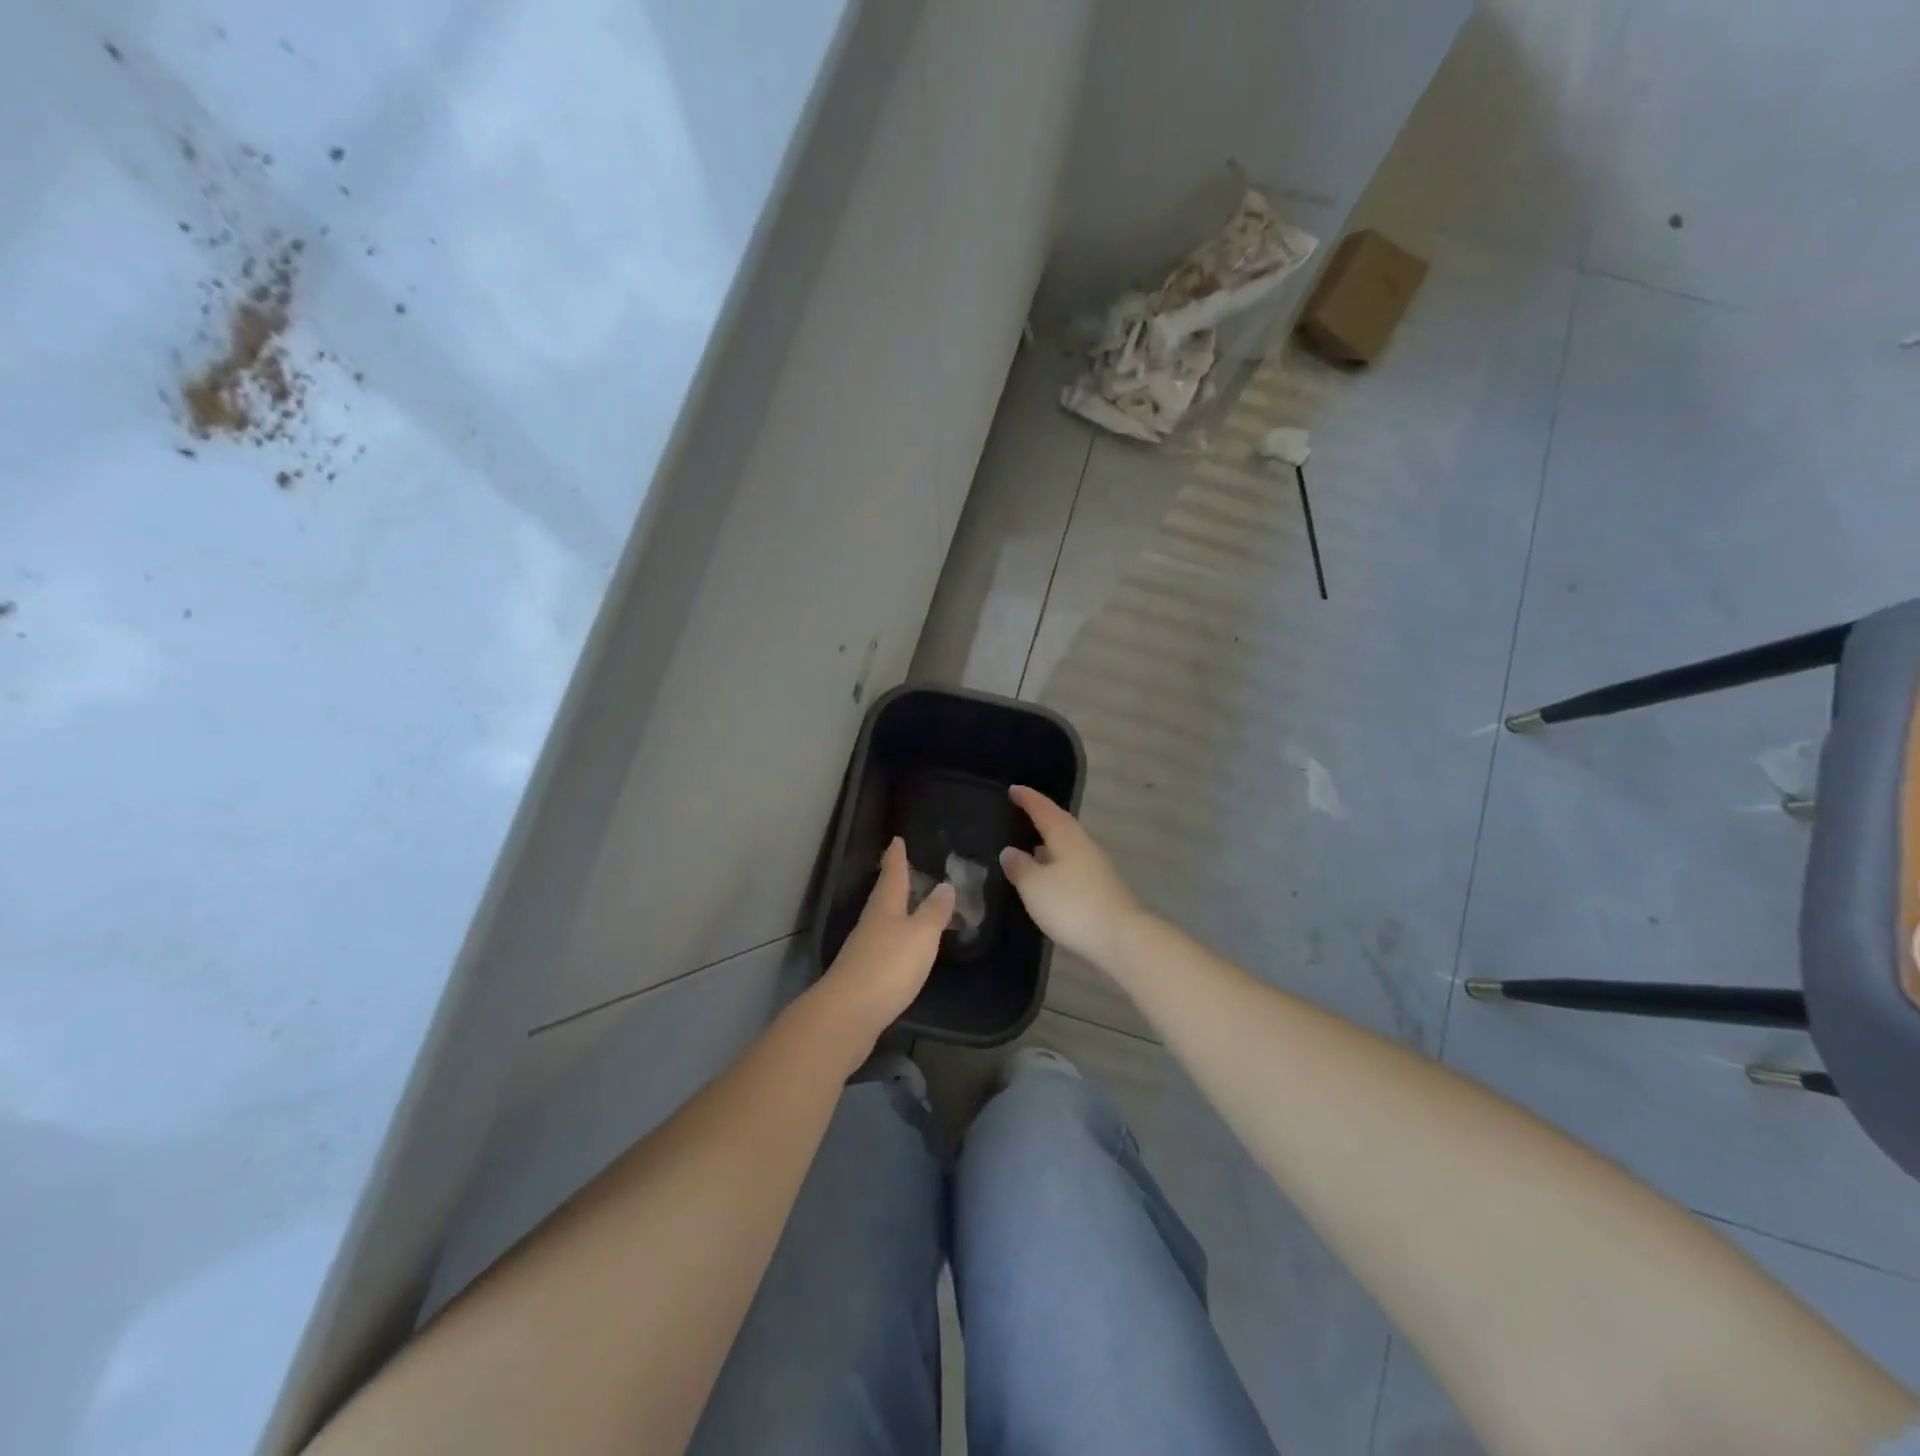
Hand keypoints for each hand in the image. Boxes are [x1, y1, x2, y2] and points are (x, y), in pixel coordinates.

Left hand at [817, 838, 953, 1040]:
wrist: (848, 1014)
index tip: (896, 839)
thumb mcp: (921, 935)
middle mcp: (872, 922)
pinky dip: (896, 938)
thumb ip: (935, 911)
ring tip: (912, 905)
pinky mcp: (864, 974)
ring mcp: (864, 949)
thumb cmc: (889, 966)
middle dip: (895, 881)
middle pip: (884, 895)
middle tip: (907, 868)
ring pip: (883, 920)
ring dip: (897, 910)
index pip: (893, 873)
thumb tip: (944, 884)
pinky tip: (904, 947)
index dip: (896, 856)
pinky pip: (884, 945)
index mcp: (886, 906)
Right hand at [999, 786, 1144, 965]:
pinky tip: (1048, 874)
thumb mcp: (1034, 886)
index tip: (1014, 789)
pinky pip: (1073, 863)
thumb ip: (1020, 867)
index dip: (1028, 799)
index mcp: (1065, 836)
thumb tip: (1010, 851)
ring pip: (1068, 844)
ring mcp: (1095, 866)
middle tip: (1022, 811)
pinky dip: (1057, 861)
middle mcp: (1083, 844)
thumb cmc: (1071, 905)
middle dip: (1041, 816)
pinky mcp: (1101, 887)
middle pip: (1060, 823)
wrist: (1120, 937)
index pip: (1044, 810)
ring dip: (1049, 841)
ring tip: (1029, 843)